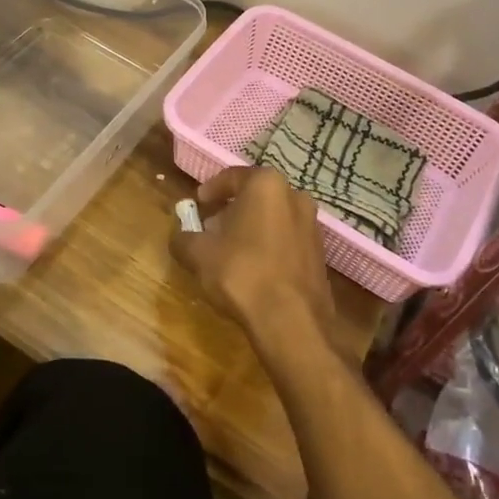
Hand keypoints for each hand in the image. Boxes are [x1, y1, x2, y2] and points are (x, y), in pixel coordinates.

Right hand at [170, 167, 335, 361]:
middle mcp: (295, 197)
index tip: (198, 204)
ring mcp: (312, 226)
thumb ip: (183, 239)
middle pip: (256, 196)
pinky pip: (287, 240)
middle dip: (233, 209)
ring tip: (231, 250)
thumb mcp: (199, 254)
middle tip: (212, 227)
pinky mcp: (320, 255)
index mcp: (266, 185)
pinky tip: (254, 269)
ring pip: (274, 218)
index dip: (211, 190)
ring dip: (252, 228)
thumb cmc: (241, 273)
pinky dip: (269, 246)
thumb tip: (178, 237)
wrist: (291, 321)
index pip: (232, 177)